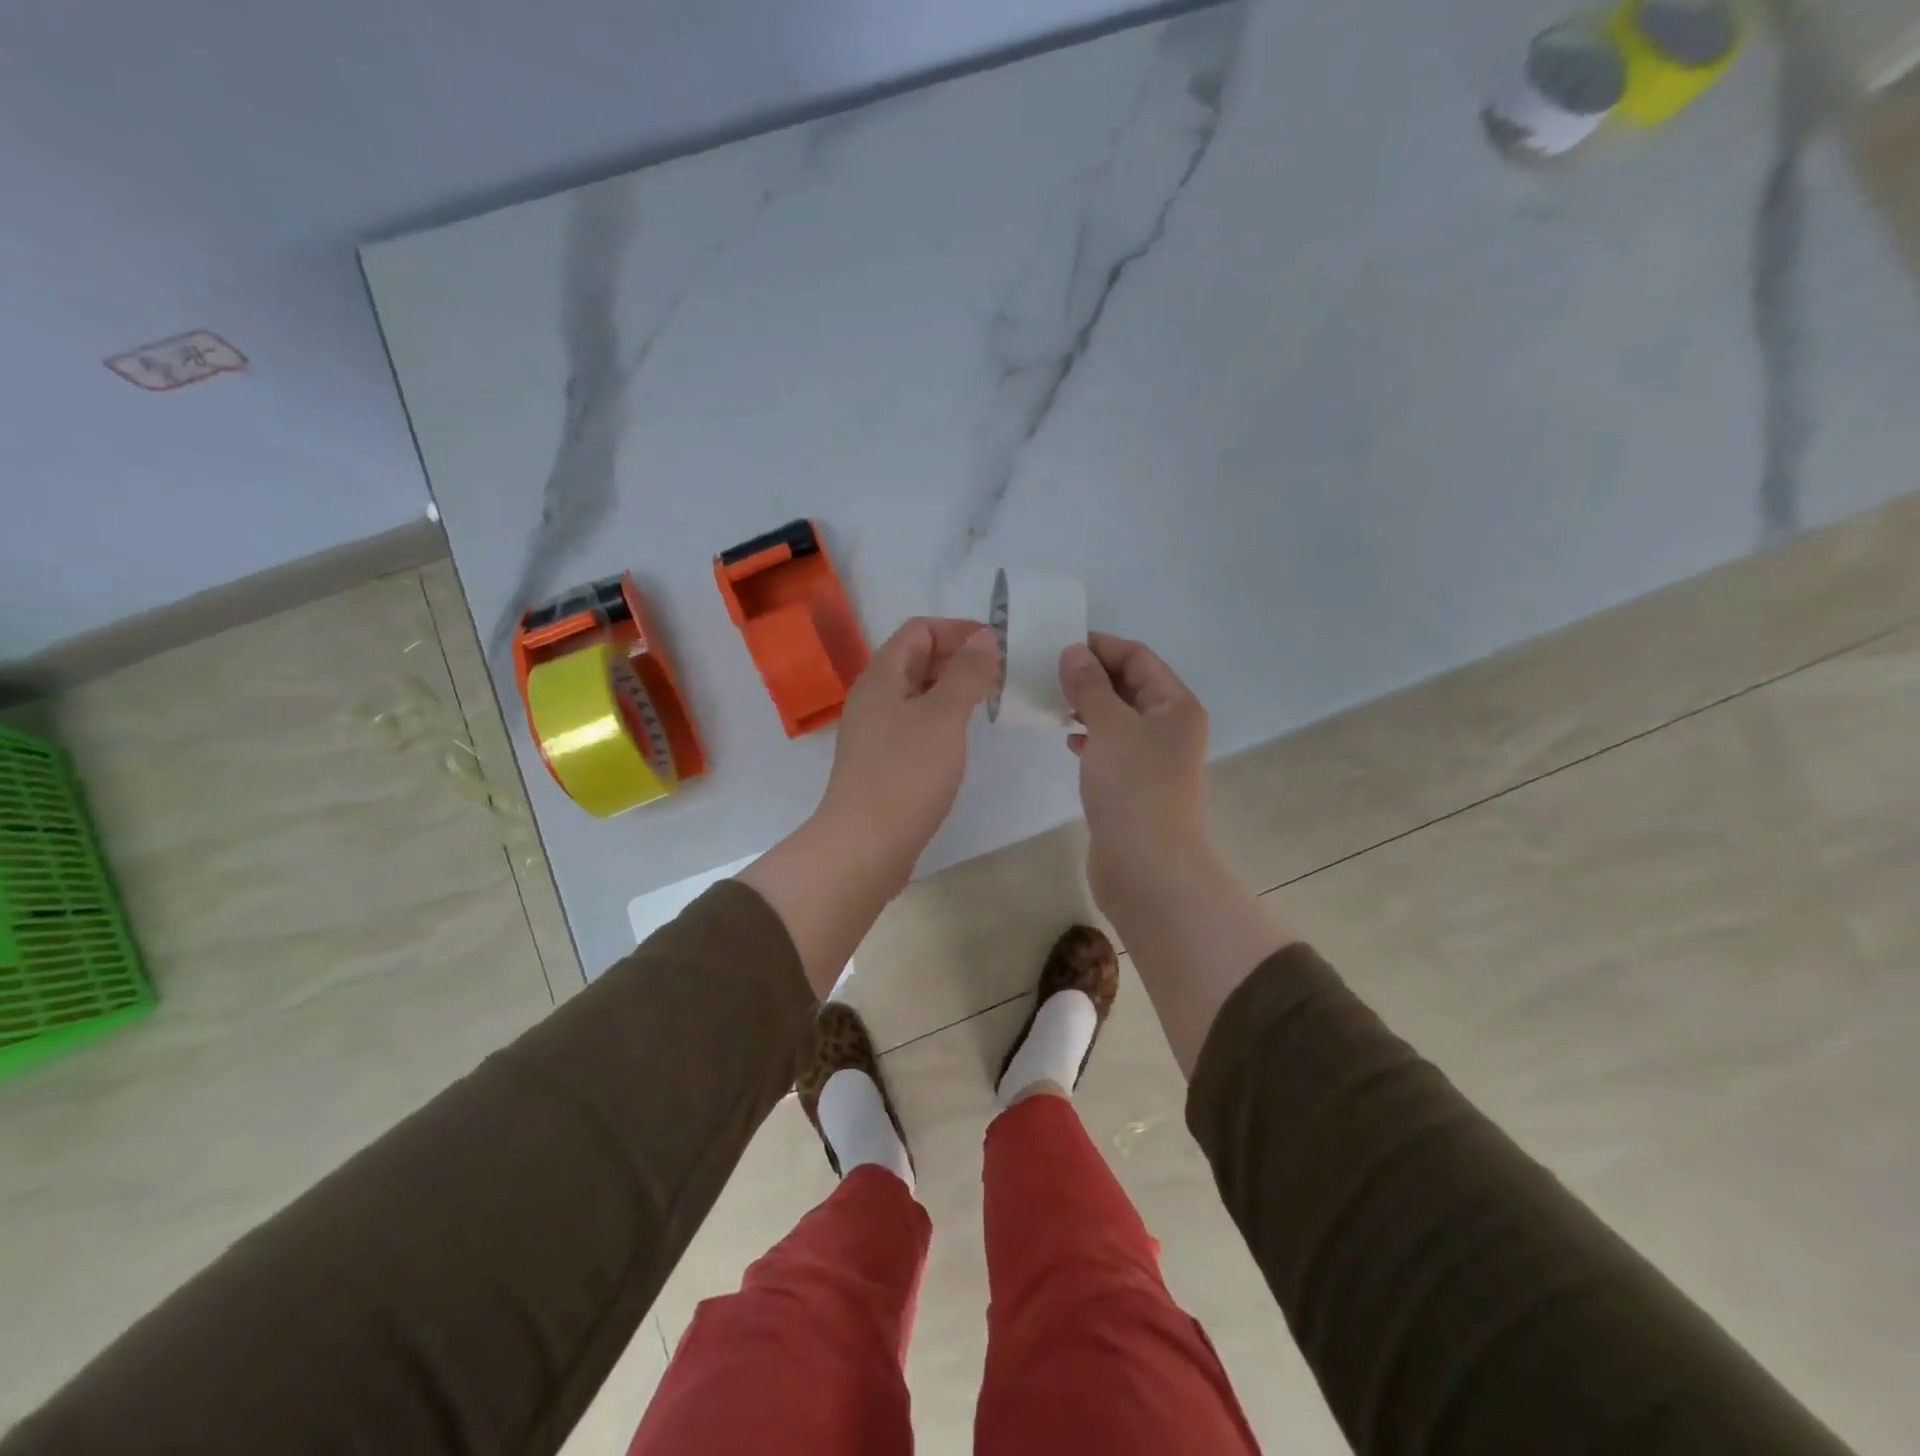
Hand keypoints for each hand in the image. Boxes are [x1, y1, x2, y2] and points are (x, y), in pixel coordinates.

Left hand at [815, 617, 1001, 886]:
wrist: (864, 844)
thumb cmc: (906, 773)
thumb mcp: (944, 716)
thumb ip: (966, 673)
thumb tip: (983, 637)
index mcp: (881, 677)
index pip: (918, 630)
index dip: (957, 630)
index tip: (996, 646)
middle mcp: (872, 697)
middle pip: (915, 660)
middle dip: (957, 658)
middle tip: (998, 674)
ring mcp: (874, 732)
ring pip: (916, 694)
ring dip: (951, 689)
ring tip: (986, 702)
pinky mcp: (881, 762)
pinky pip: (913, 724)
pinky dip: (940, 719)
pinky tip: (960, 737)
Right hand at [1058, 632, 1209, 906]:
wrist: (1147, 867)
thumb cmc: (1134, 788)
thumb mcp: (1109, 726)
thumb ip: (1089, 686)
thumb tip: (1074, 652)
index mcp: (1175, 706)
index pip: (1138, 657)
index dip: (1101, 646)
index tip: (1059, 644)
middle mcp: (1170, 727)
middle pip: (1130, 686)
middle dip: (1091, 675)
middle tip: (1047, 671)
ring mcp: (1153, 759)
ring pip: (1118, 718)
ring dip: (1087, 706)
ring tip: (1050, 701)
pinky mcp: (1135, 786)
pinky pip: (1111, 748)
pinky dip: (1089, 738)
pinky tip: (1067, 741)